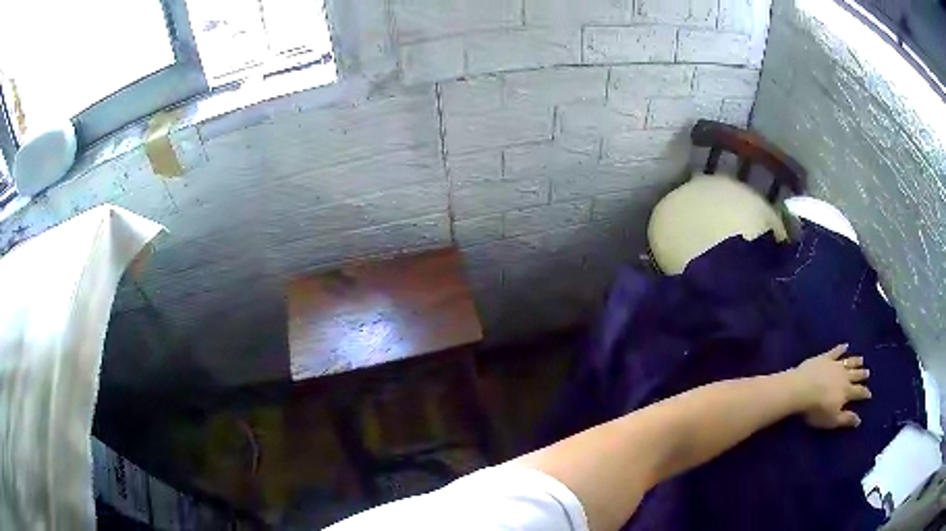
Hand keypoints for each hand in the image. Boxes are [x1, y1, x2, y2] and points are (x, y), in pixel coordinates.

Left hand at [790, 344, 871, 428]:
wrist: (801, 389)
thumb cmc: (817, 409)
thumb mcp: (832, 419)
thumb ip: (846, 419)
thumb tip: (859, 420)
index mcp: (847, 391)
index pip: (859, 392)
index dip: (865, 393)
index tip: (870, 394)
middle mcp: (844, 376)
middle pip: (856, 375)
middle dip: (862, 374)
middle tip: (868, 372)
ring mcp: (835, 364)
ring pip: (849, 361)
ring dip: (856, 361)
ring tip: (862, 359)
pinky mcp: (825, 357)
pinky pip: (836, 351)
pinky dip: (841, 348)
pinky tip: (845, 345)